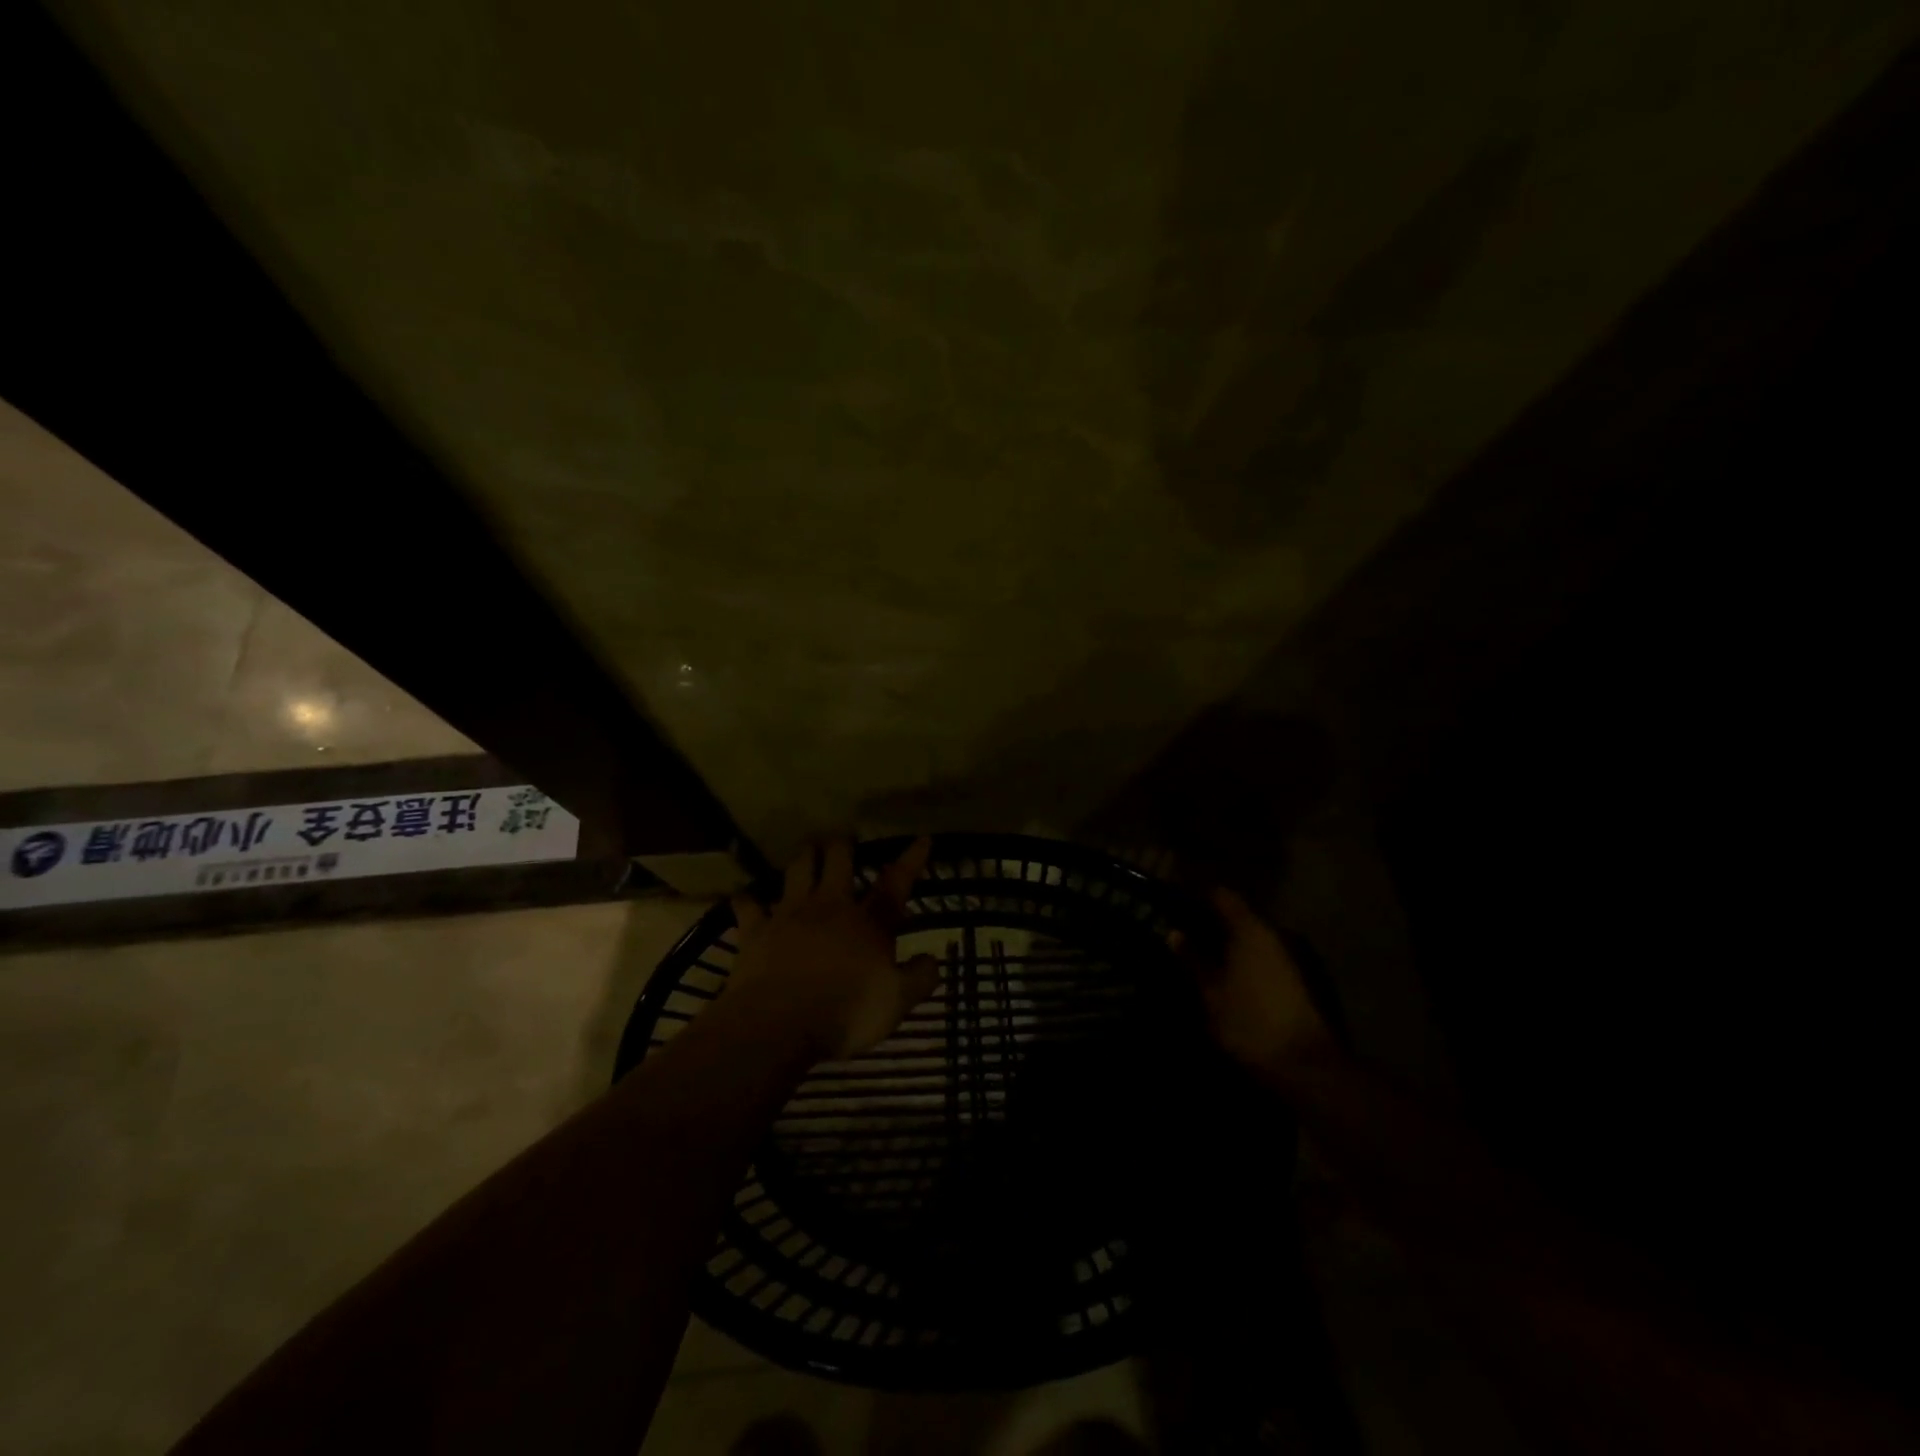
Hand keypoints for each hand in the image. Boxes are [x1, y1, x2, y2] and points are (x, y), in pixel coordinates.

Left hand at [720, 837, 940, 1062]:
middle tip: (844, 839)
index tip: (922, 838)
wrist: (779, 1025)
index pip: (896, 884)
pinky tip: (744, 895)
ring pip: (797, 869)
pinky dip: (746, 899)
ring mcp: (790, 915)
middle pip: (838, 861)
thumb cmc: (847, 1013)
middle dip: (842, 846)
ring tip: (807, 847)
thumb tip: (933, 959)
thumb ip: (919, 978)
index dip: (911, 860)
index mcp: (868, 923)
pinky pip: (748, 906)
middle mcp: (830, 907)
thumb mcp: (897, 1002)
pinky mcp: (756, 931)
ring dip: (804, 856)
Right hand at [1193, 887, 1335, 1082]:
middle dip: (1211, 924)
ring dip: (1229, 945)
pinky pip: (1264, 959)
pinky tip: (1227, 978)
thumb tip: (1174, 933)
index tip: (1174, 905)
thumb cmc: (1250, 1023)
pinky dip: (1244, 962)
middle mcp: (1275, 935)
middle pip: (1239, 917)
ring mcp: (1292, 958)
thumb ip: (1192, 960)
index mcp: (1250, 930)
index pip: (1222, 896)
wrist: (1306, 1068)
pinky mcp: (1300, 982)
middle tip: (1182, 934)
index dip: (1197, 897)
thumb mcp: (1211, 994)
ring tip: (1200, 957)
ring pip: (1252, 940)